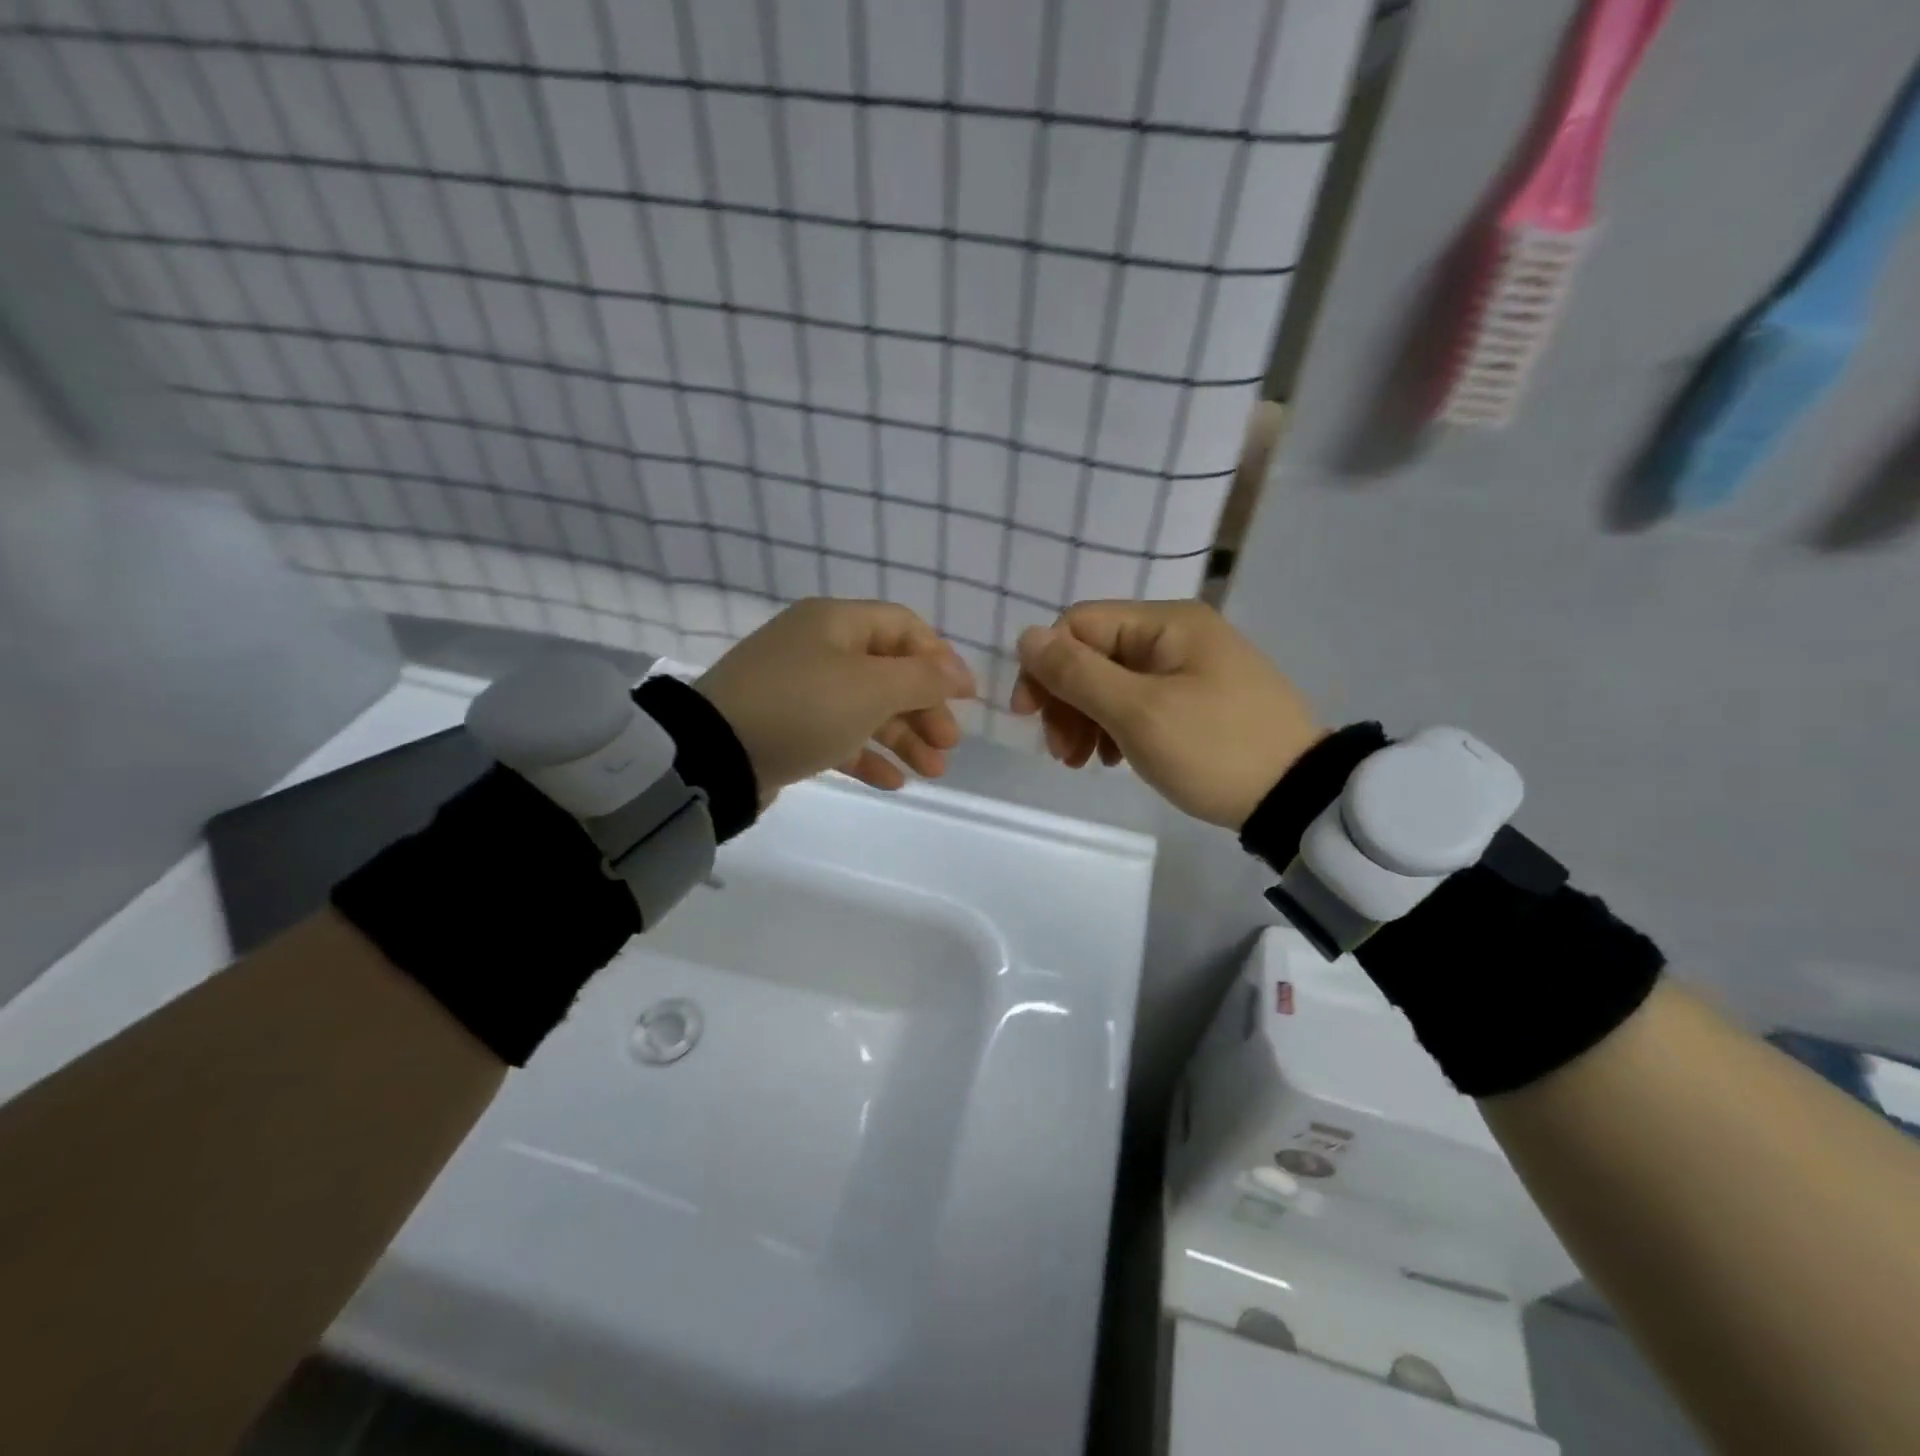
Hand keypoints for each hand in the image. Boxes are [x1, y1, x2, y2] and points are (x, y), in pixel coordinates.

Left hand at [695, 598, 975, 800]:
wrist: (714, 755)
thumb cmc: (802, 707)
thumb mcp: (871, 689)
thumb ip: (923, 678)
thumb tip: (959, 673)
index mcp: (836, 622)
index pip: (904, 627)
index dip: (940, 659)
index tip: (966, 697)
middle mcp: (818, 648)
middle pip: (888, 672)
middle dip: (924, 709)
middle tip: (949, 745)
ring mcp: (800, 690)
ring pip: (866, 708)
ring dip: (903, 738)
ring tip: (933, 772)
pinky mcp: (787, 727)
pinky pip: (838, 735)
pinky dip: (867, 755)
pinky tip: (893, 782)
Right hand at [1009, 600, 1319, 828]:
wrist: (1298, 797)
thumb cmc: (1214, 749)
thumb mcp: (1138, 712)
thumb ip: (1077, 673)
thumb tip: (1026, 636)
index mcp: (1166, 623)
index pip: (1079, 625)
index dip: (1044, 666)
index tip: (1029, 717)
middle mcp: (1178, 634)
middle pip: (1095, 654)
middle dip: (1066, 700)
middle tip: (1061, 754)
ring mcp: (1191, 667)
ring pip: (1113, 681)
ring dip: (1086, 719)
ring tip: (1082, 763)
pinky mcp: (1199, 699)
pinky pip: (1140, 701)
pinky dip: (1116, 727)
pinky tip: (1113, 759)